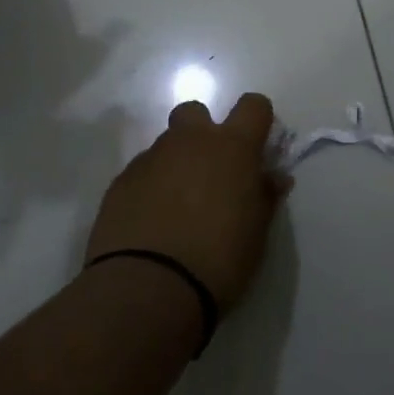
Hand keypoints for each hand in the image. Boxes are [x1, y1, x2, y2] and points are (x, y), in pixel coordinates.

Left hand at [86, 93, 287, 312]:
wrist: (148, 288)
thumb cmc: (218, 260)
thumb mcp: (256, 233)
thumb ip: (264, 196)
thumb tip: (273, 177)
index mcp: (232, 148)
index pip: (253, 106)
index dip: (257, 120)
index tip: (257, 147)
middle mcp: (190, 142)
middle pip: (196, 112)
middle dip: (203, 133)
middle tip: (210, 172)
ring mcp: (151, 158)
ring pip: (166, 145)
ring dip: (176, 164)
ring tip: (177, 208)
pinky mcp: (120, 182)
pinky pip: (142, 172)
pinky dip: (150, 188)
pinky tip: (151, 222)